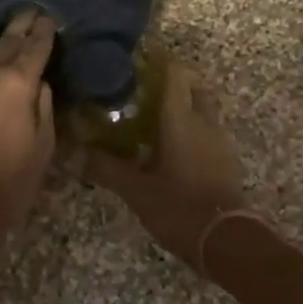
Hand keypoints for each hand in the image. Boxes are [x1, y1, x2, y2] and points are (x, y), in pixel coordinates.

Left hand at [0, 10, 56, 303]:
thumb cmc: (9, 185)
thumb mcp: (43, 150)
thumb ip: (43, 109)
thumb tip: (38, 83)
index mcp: (17, 85)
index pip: (35, 48)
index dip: (44, 31)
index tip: (49, 16)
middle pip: (6, 40)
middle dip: (20, 23)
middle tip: (29, 8)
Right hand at [84, 59, 245, 272]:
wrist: (227, 242)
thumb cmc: (179, 207)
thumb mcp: (136, 190)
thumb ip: (106, 168)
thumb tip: (74, 153)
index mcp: (181, 119)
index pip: (176, 73)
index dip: (159, 62)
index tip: (137, 62)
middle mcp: (204, 121)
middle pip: (193, 86)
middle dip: (173, 82)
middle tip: (143, 90)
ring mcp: (219, 140)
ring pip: (202, 108)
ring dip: (183, 105)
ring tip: (150, 116)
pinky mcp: (225, 159)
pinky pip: (207, 130)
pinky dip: (191, 127)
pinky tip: (168, 145)